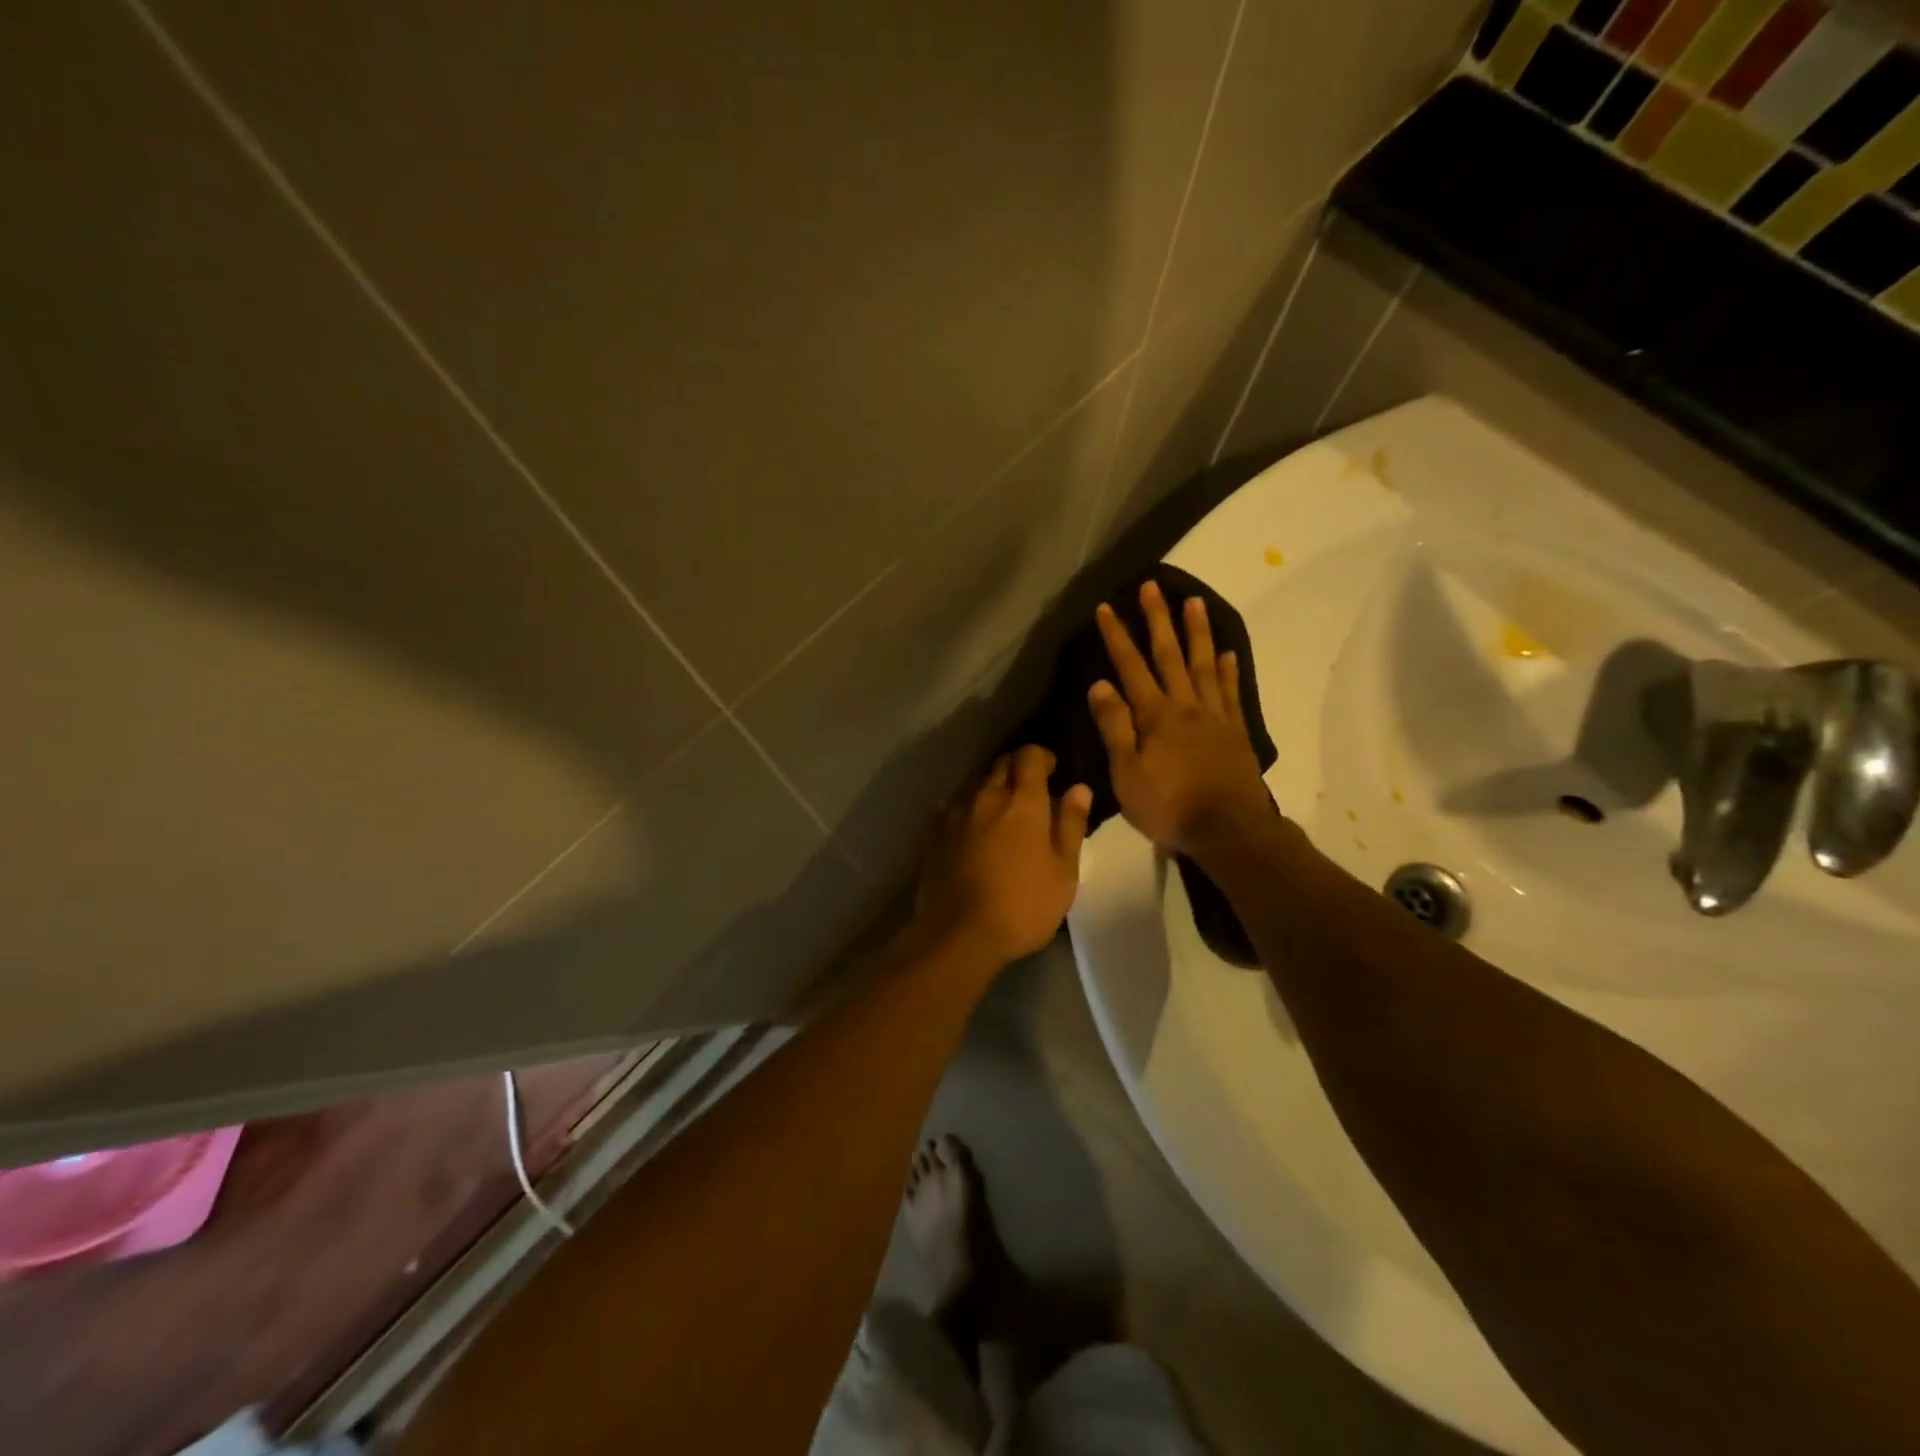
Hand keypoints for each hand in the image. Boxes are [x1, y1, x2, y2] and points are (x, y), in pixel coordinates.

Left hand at [915, 745, 1092, 964]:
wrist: (957, 934)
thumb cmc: (1022, 906)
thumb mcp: (1063, 872)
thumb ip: (1070, 825)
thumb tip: (1079, 788)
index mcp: (1022, 802)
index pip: (1029, 755)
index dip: (1042, 757)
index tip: (1053, 771)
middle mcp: (986, 797)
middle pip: (1001, 764)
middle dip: (1018, 769)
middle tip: (1032, 793)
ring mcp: (955, 814)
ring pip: (976, 785)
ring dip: (992, 789)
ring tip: (1003, 814)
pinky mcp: (934, 833)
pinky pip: (954, 807)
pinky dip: (969, 809)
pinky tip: (974, 830)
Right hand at [1089, 582, 1271, 855]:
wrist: (1229, 830)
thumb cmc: (1169, 806)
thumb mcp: (1127, 773)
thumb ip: (1115, 727)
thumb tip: (1099, 684)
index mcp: (1155, 716)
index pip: (1130, 667)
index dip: (1117, 636)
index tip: (1106, 607)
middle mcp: (1185, 706)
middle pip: (1169, 655)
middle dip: (1157, 619)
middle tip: (1152, 586)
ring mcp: (1214, 716)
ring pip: (1204, 664)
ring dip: (1196, 632)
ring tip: (1194, 602)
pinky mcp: (1235, 732)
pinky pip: (1230, 692)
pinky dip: (1228, 670)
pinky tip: (1227, 653)